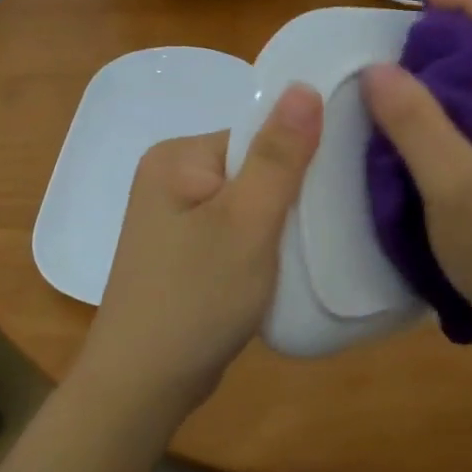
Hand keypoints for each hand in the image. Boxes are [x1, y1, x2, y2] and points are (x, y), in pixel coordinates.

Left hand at [75, 84, 322, 425]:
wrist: (142, 386)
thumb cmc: (196, 299)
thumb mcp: (247, 222)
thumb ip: (279, 155)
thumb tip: (304, 85)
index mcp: (176, 156)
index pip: (256, 135)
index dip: (297, 161)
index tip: (329, 195)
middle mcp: (169, 175)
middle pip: (253, 166)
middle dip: (287, 196)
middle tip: (317, 230)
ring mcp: (173, 216)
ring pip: (248, 202)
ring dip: (276, 224)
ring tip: (298, 254)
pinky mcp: (182, 250)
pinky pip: (234, 229)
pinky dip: (259, 245)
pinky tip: (273, 270)